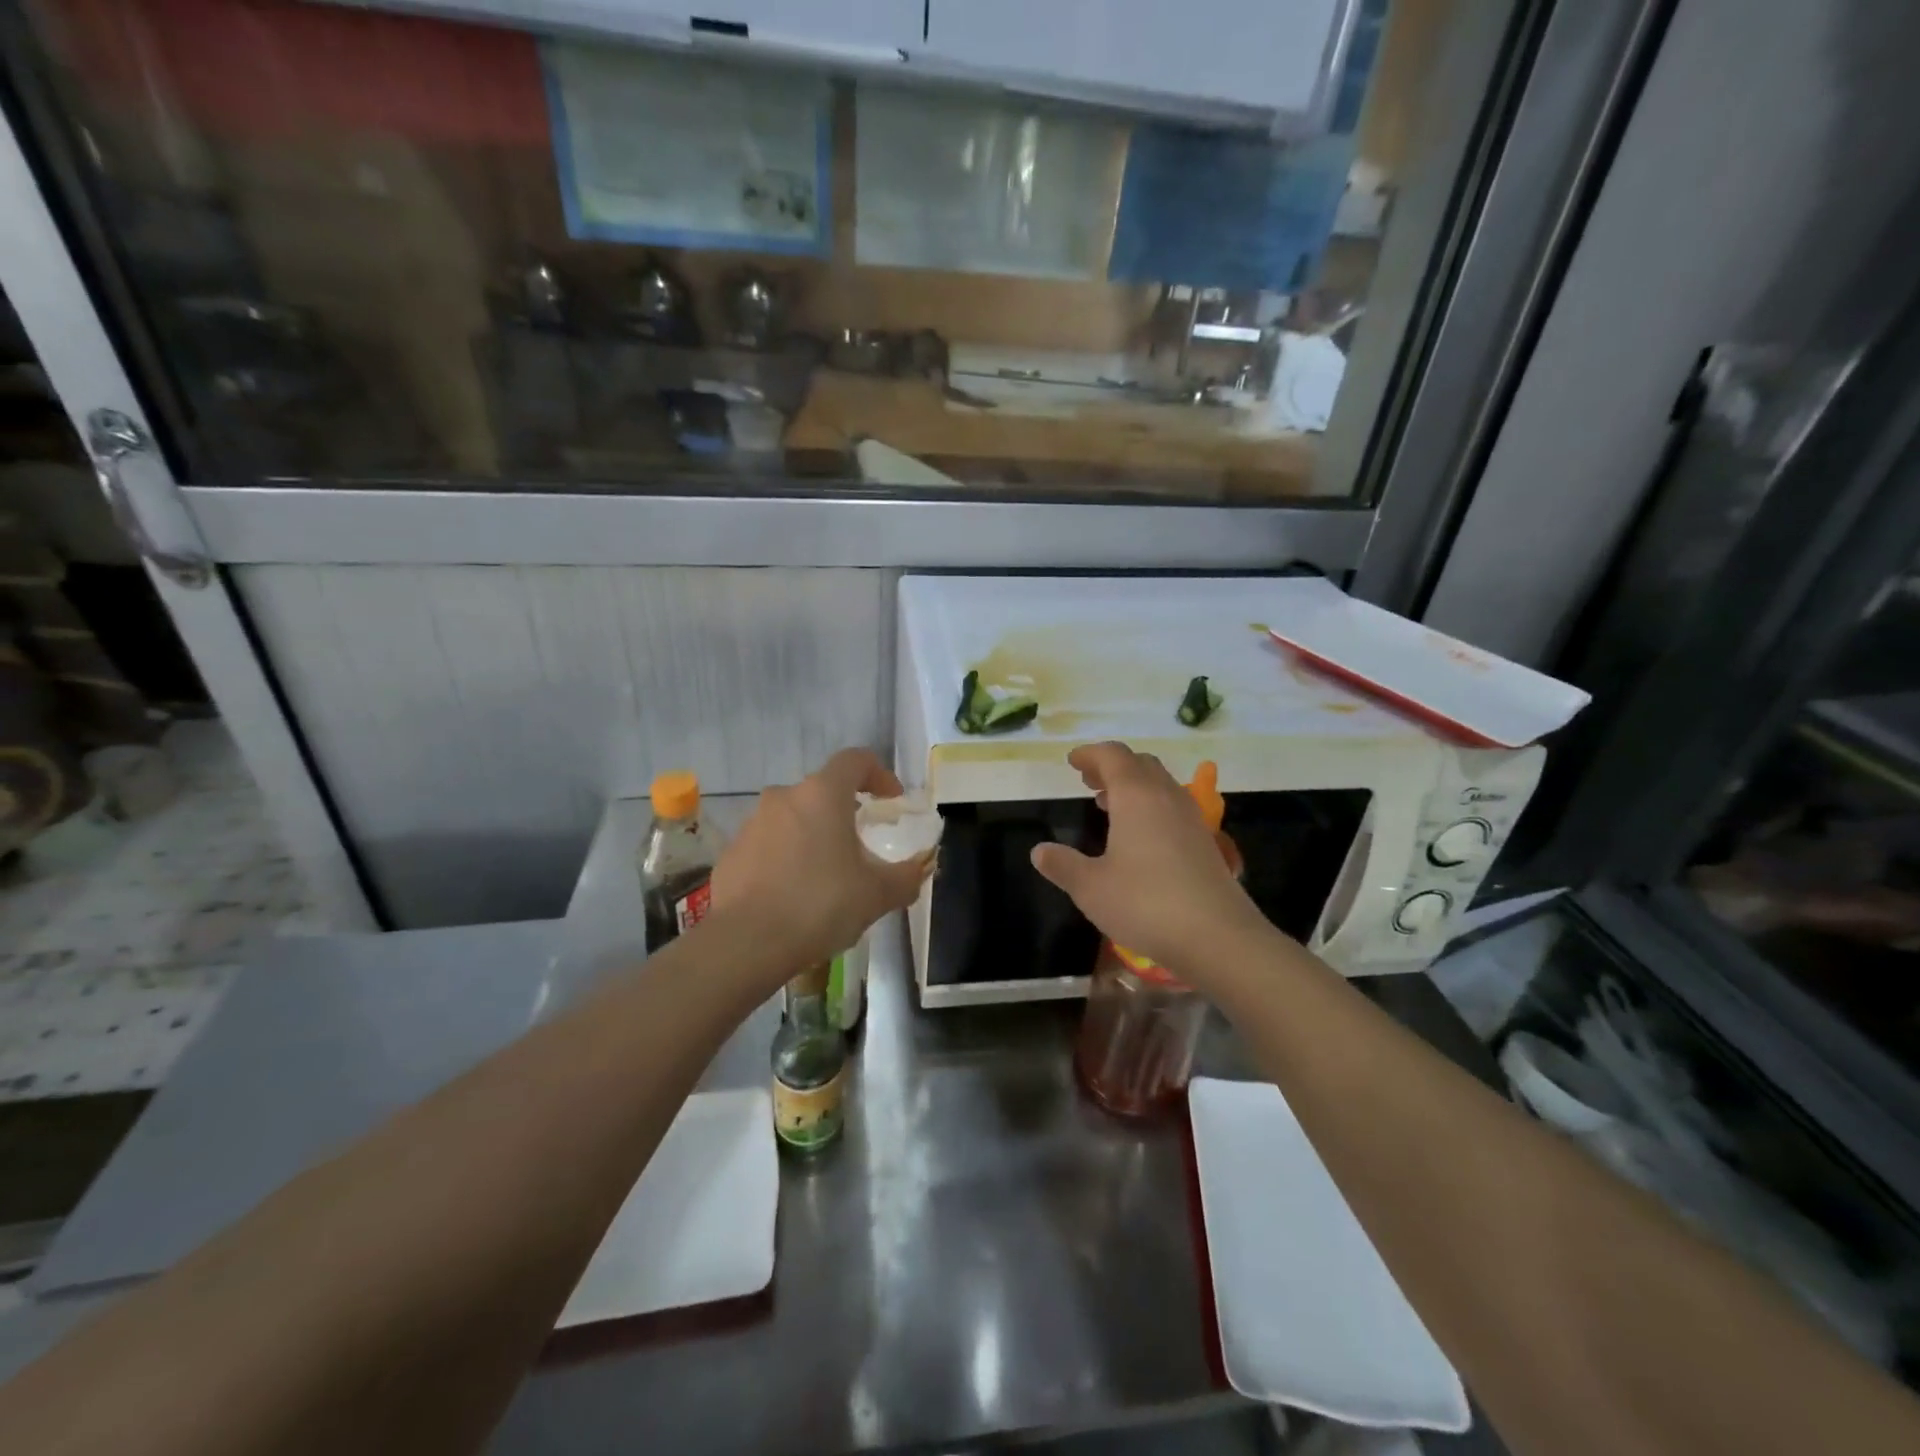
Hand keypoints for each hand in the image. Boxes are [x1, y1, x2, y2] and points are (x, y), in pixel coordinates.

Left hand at [710, 748, 931, 977]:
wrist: (745, 943)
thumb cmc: (819, 905)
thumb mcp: (877, 895)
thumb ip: (905, 877)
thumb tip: (918, 870)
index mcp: (822, 795)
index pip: (855, 760)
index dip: (879, 774)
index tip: (892, 799)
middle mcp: (784, 798)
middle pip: (822, 791)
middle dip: (845, 811)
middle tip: (862, 844)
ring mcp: (752, 824)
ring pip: (793, 818)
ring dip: (814, 836)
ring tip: (828, 876)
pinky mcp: (731, 853)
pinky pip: (768, 845)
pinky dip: (787, 859)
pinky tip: (795, 895)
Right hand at [1030, 742, 1266, 978]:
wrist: (1218, 936)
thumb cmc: (1145, 904)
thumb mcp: (1091, 888)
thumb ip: (1063, 865)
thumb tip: (1039, 851)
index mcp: (1136, 796)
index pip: (1113, 756)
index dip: (1090, 754)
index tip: (1072, 761)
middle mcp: (1166, 797)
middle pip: (1140, 764)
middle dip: (1112, 766)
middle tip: (1089, 780)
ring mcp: (1191, 818)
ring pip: (1160, 784)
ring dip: (1133, 785)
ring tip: (1109, 803)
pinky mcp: (1205, 842)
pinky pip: (1172, 806)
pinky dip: (1151, 806)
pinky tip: (1139, 836)